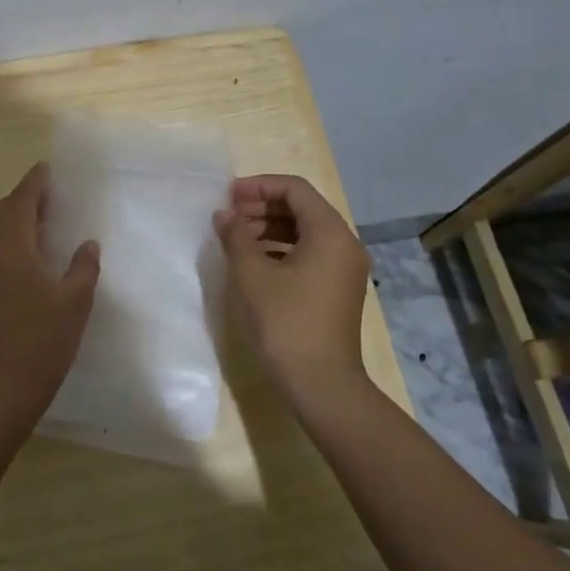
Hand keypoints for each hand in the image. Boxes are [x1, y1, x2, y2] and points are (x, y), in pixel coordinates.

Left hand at [0, 162, 100, 436]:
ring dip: (16, 217)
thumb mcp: (73, 303)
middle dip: (24, 197)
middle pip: (4, 212)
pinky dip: (12, 238)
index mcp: (11, 247)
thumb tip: (88, 244)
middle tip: (49, 189)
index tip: (47, 168)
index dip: (34, 183)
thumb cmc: (39, 342)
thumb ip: (82, 268)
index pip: (21, 202)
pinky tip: (32, 251)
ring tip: (43, 214)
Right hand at [214, 174, 371, 404]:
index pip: (295, 189)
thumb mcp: (251, 274)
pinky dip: (281, 248)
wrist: (322, 384)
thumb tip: (225, 215)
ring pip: (305, 231)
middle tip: (228, 217)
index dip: (259, 186)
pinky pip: (310, 253)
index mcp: (330, 233)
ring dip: (269, 227)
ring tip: (236, 238)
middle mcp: (344, 244)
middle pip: (302, 208)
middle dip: (262, 206)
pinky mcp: (338, 289)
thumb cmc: (286, 322)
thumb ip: (236, 236)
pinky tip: (254, 262)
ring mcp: (345, 268)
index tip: (228, 197)